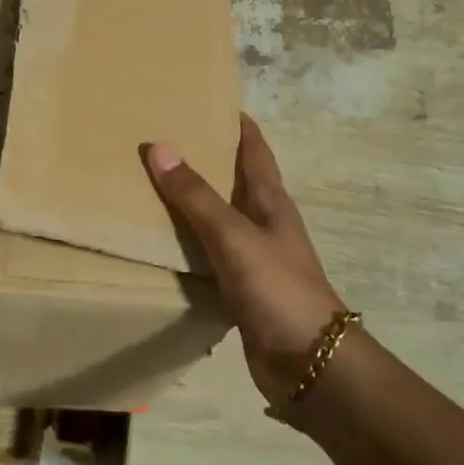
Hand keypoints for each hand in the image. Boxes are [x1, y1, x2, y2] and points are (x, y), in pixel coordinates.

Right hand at [144, 114, 346, 405]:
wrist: (310, 364)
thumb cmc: (278, 289)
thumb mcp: (234, 236)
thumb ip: (196, 196)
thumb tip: (159, 147)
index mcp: (271, 203)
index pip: (255, 151)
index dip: (237, 124)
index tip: (208, 100)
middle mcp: (264, 224)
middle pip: (235, 181)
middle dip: (207, 159)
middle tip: (165, 140)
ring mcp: (254, 259)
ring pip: (219, 220)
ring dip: (194, 203)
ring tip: (153, 185)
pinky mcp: (241, 290)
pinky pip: (209, 257)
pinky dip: (189, 245)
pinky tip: (163, 245)